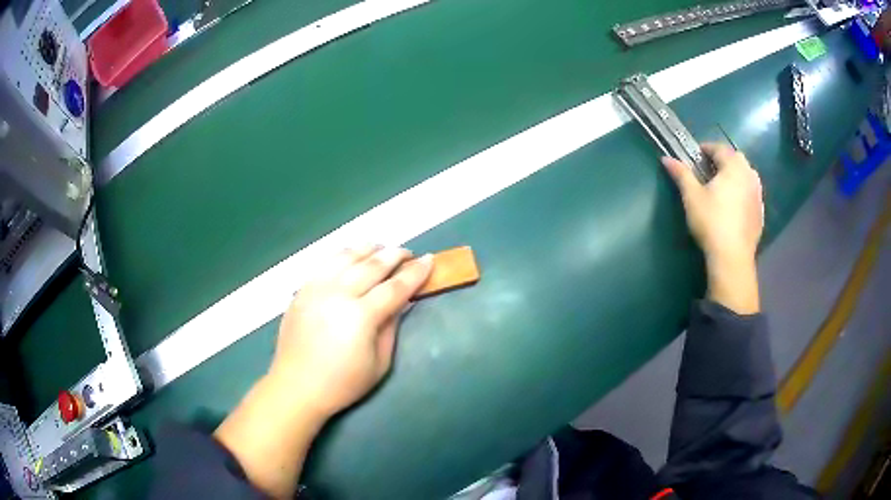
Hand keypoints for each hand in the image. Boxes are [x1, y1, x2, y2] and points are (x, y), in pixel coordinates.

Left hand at [269, 245, 432, 417]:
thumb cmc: (343, 383)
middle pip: (371, 265)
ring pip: (346, 256)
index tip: (429, 260)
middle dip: (394, 255)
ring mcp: (316, 288)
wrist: (297, 386)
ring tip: (381, 249)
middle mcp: (338, 294)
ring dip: (368, 249)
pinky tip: (352, 257)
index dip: (415, 273)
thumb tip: (401, 301)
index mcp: (360, 316)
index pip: (395, 287)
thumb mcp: (379, 363)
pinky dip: (343, 255)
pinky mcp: (302, 289)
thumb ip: (391, 327)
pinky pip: (326, 262)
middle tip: (408, 253)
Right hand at [662, 143, 763, 313]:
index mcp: (733, 166)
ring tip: (723, 188)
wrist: (732, 257)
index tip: (696, 156)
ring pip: (746, 176)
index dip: (707, 149)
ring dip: (735, 176)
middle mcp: (749, 175)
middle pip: (736, 159)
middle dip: (723, 161)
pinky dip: (743, 193)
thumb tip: (666, 158)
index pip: (719, 148)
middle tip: (709, 171)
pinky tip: (734, 206)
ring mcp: (758, 194)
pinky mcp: (761, 212)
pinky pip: (751, 194)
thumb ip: (681, 174)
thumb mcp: (692, 196)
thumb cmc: (711, 221)